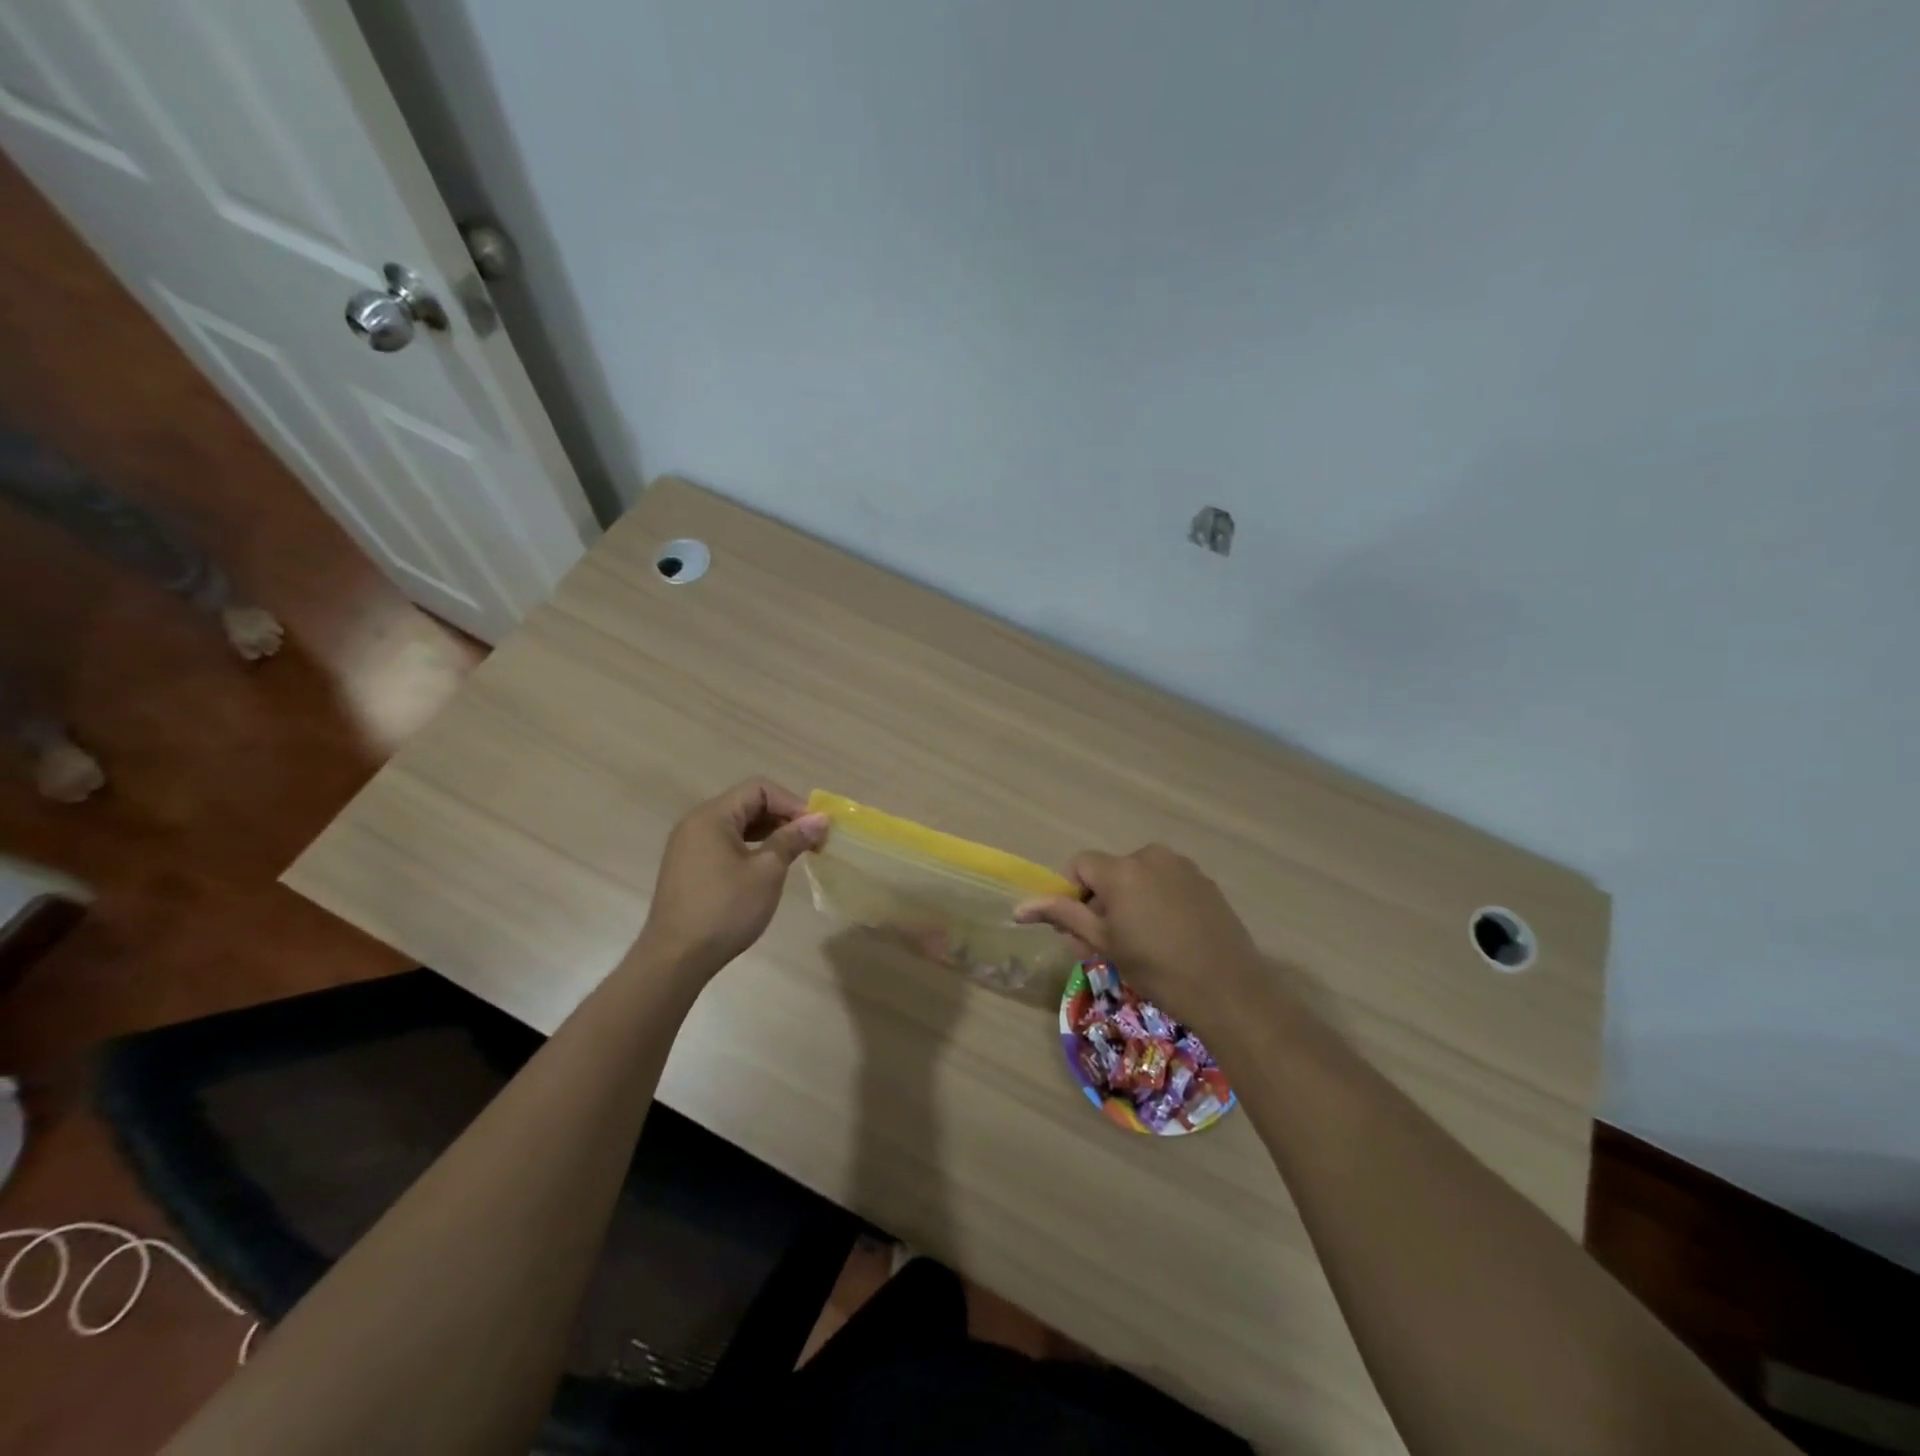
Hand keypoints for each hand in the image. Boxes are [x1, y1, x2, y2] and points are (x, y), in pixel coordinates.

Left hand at [634, 779, 827, 977]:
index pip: (759, 789)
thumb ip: (792, 840)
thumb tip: (819, 819)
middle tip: (811, 840)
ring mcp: (689, 846)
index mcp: (712, 816)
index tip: (816, 827)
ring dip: (768, 832)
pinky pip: (725, 843)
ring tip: (794, 852)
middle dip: (782, 816)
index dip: (792, 802)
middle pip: (747, 803)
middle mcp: (696, 823)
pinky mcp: (688, 867)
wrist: (676, 959)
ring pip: (737, 824)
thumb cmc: (725, 910)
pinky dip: (751, 847)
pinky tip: (767, 867)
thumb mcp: (767, 872)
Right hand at [1016, 845, 1264, 1028]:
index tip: (1082, 929)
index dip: (1072, 893)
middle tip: (1107, 944)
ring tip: (1141, 942)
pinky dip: (1157, 901)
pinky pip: (1166, 882)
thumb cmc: (1157, 969)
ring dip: (1129, 901)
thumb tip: (1020, 908)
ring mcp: (1182, 866)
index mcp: (1120, 869)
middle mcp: (1149, 856)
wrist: (1228, 990)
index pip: (1079, 864)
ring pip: (1138, 876)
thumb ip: (1063, 916)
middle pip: (1109, 870)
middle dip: (1101, 901)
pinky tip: (1170, 936)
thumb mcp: (1104, 944)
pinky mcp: (1204, 881)